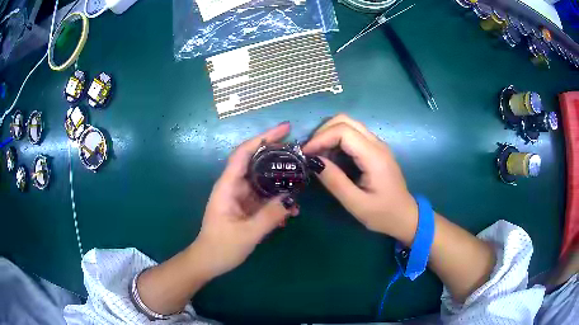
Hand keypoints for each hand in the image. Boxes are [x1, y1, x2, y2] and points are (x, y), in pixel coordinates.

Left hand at [194, 122, 298, 278]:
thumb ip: (270, 216)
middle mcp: (233, 186)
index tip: (285, 129)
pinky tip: (290, 211)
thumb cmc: (221, 247)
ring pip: (262, 180)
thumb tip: (293, 199)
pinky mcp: (245, 207)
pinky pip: (263, 197)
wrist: (208, 262)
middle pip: (255, 162)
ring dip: (280, 181)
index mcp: (227, 186)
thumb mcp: (247, 234)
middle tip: (300, 154)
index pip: (244, 153)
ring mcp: (239, 197)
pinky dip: (277, 199)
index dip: (263, 138)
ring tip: (300, 184)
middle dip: (276, 155)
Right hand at [303, 114, 417, 244]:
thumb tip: (314, 161)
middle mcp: (377, 144)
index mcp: (374, 156)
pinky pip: (353, 135)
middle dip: (323, 132)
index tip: (305, 154)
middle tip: (310, 152)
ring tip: (317, 155)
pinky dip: (336, 140)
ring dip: (329, 134)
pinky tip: (330, 157)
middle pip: (345, 120)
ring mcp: (377, 145)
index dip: (321, 138)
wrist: (405, 216)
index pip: (343, 131)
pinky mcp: (375, 150)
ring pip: (348, 124)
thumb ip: (335, 181)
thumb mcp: (356, 204)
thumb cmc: (383, 214)